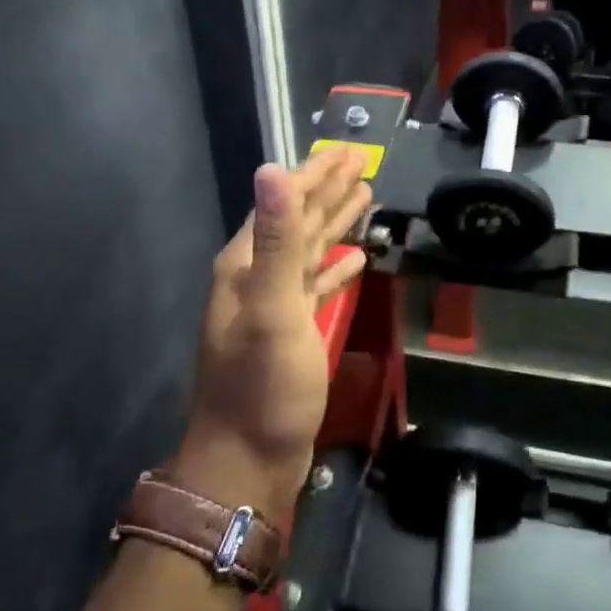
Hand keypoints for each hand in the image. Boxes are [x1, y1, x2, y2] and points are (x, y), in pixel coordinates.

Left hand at [180, 149, 371, 511]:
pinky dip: (336, 270)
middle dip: (326, 191)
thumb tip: (273, 169)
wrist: (249, 459)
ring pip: (309, 251)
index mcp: (247, 265)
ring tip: (363, 198)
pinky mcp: (292, 332)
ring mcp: (275, 306)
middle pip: (297, 221)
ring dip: (334, 224)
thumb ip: (276, 239)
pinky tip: (356, 261)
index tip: (345, 151)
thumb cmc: (263, 385)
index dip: (314, 175)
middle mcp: (257, 278)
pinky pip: (317, 285)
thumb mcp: (272, 307)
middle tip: (358, 163)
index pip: (284, 203)